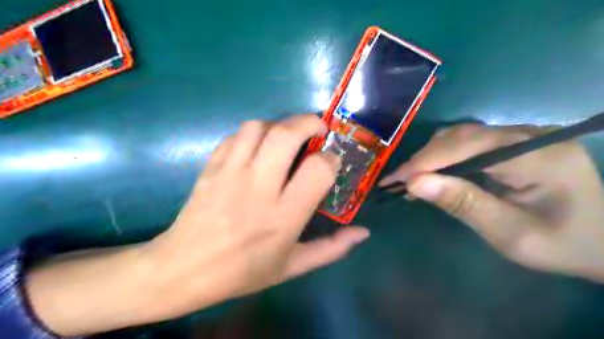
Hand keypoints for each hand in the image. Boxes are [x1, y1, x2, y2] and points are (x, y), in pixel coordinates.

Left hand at [146, 113, 373, 315]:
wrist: (183, 270)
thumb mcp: (292, 267)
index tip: (330, 162)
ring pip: (259, 126)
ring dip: (279, 124)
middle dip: (309, 122)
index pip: (318, 169)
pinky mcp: (211, 167)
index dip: (331, 159)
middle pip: (287, 134)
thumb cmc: (242, 272)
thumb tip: (363, 232)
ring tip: (286, 137)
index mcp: (283, 216)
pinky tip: (258, 147)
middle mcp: (258, 188)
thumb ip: (332, 249)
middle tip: (317, 130)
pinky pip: (236, 135)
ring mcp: (230, 173)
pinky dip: (254, 133)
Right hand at [378, 124, 603, 283]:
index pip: (469, 146)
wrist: (602, 241)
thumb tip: (415, 184)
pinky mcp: (513, 141)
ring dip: (432, 157)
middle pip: (462, 136)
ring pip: (462, 136)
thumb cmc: (560, 244)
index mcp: (539, 156)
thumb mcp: (510, 233)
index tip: (395, 179)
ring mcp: (522, 135)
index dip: (427, 161)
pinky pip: (469, 143)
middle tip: (397, 182)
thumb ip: (463, 204)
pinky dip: (445, 158)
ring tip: (411, 180)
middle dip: (425, 159)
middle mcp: (530, 134)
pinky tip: (432, 174)